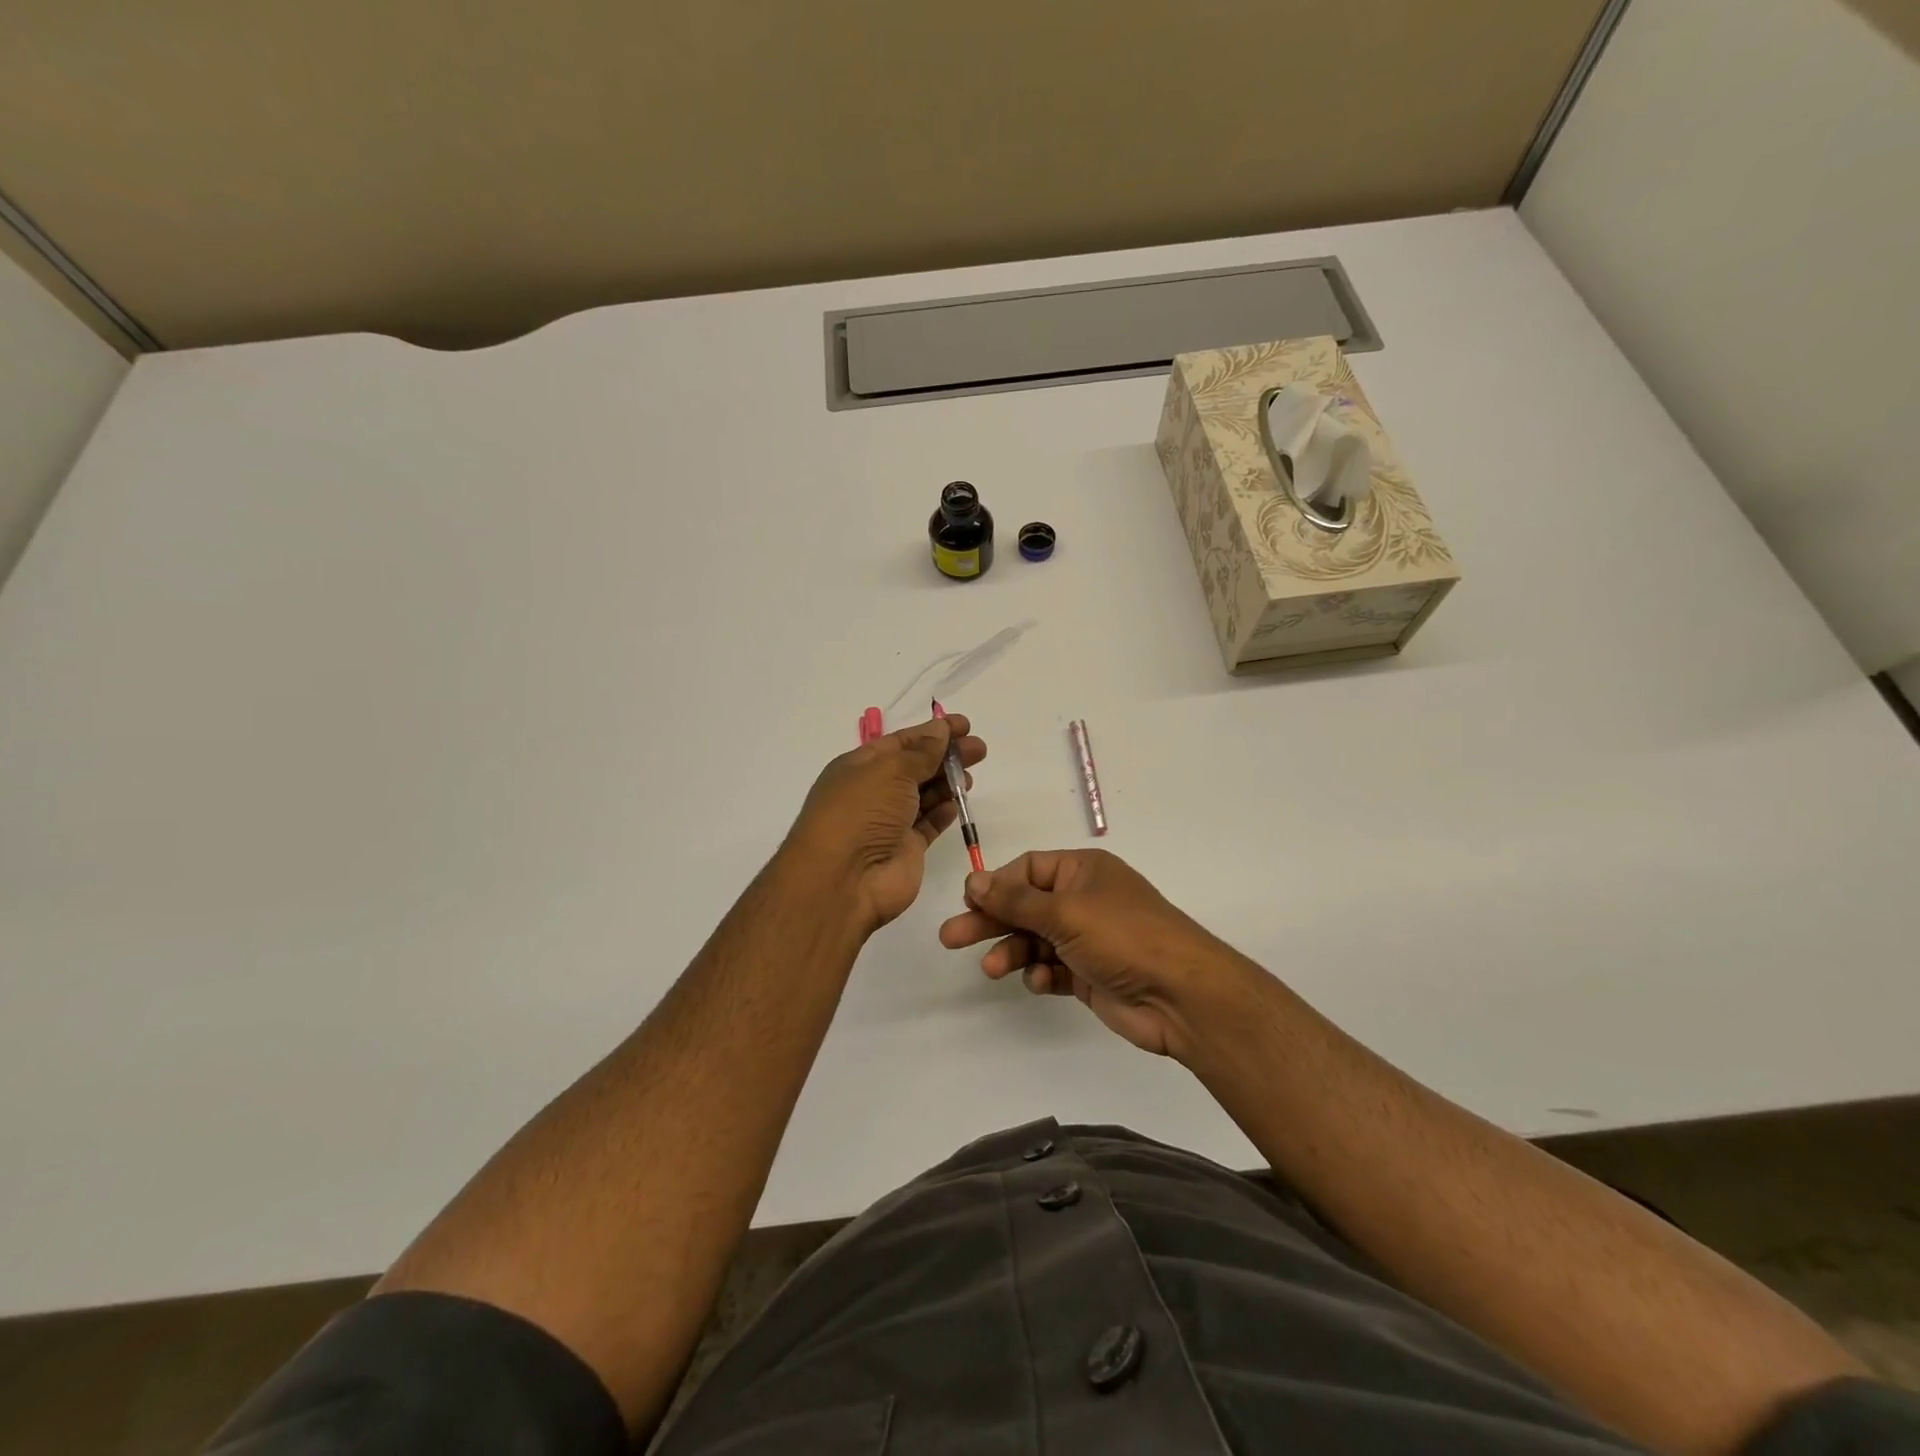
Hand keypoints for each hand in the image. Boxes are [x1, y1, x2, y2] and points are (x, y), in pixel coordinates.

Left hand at [787, 715, 987, 933]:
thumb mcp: (891, 770)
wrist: (844, 879)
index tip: (964, 725)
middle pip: (915, 767)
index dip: (932, 731)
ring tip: (971, 775)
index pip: (901, 742)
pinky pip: (928, 825)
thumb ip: (921, 752)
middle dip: (946, 756)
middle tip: (979, 749)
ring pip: (923, 795)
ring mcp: (889, 823)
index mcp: (859, 766)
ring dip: (947, 783)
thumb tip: (940, 730)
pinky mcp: (905, 849)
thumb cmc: (861, 812)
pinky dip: (942, 813)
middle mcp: (873, 792)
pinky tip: (957, 803)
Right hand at [938, 849, 1248, 1059]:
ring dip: (1012, 952)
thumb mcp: (1065, 911)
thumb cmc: (1122, 936)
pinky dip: (1041, 974)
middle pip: (1025, 906)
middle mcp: (1084, 900)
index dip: (997, 884)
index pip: (1028, 869)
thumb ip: (1016, 899)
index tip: (969, 902)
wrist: (1180, 995)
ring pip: (1035, 940)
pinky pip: (1053, 969)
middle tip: (950, 937)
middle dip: (991, 921)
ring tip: (990, 969)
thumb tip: (974, 880)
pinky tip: (1039, 983)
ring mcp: (1088, 939)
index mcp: (1082, 871)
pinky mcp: (1090, 975)